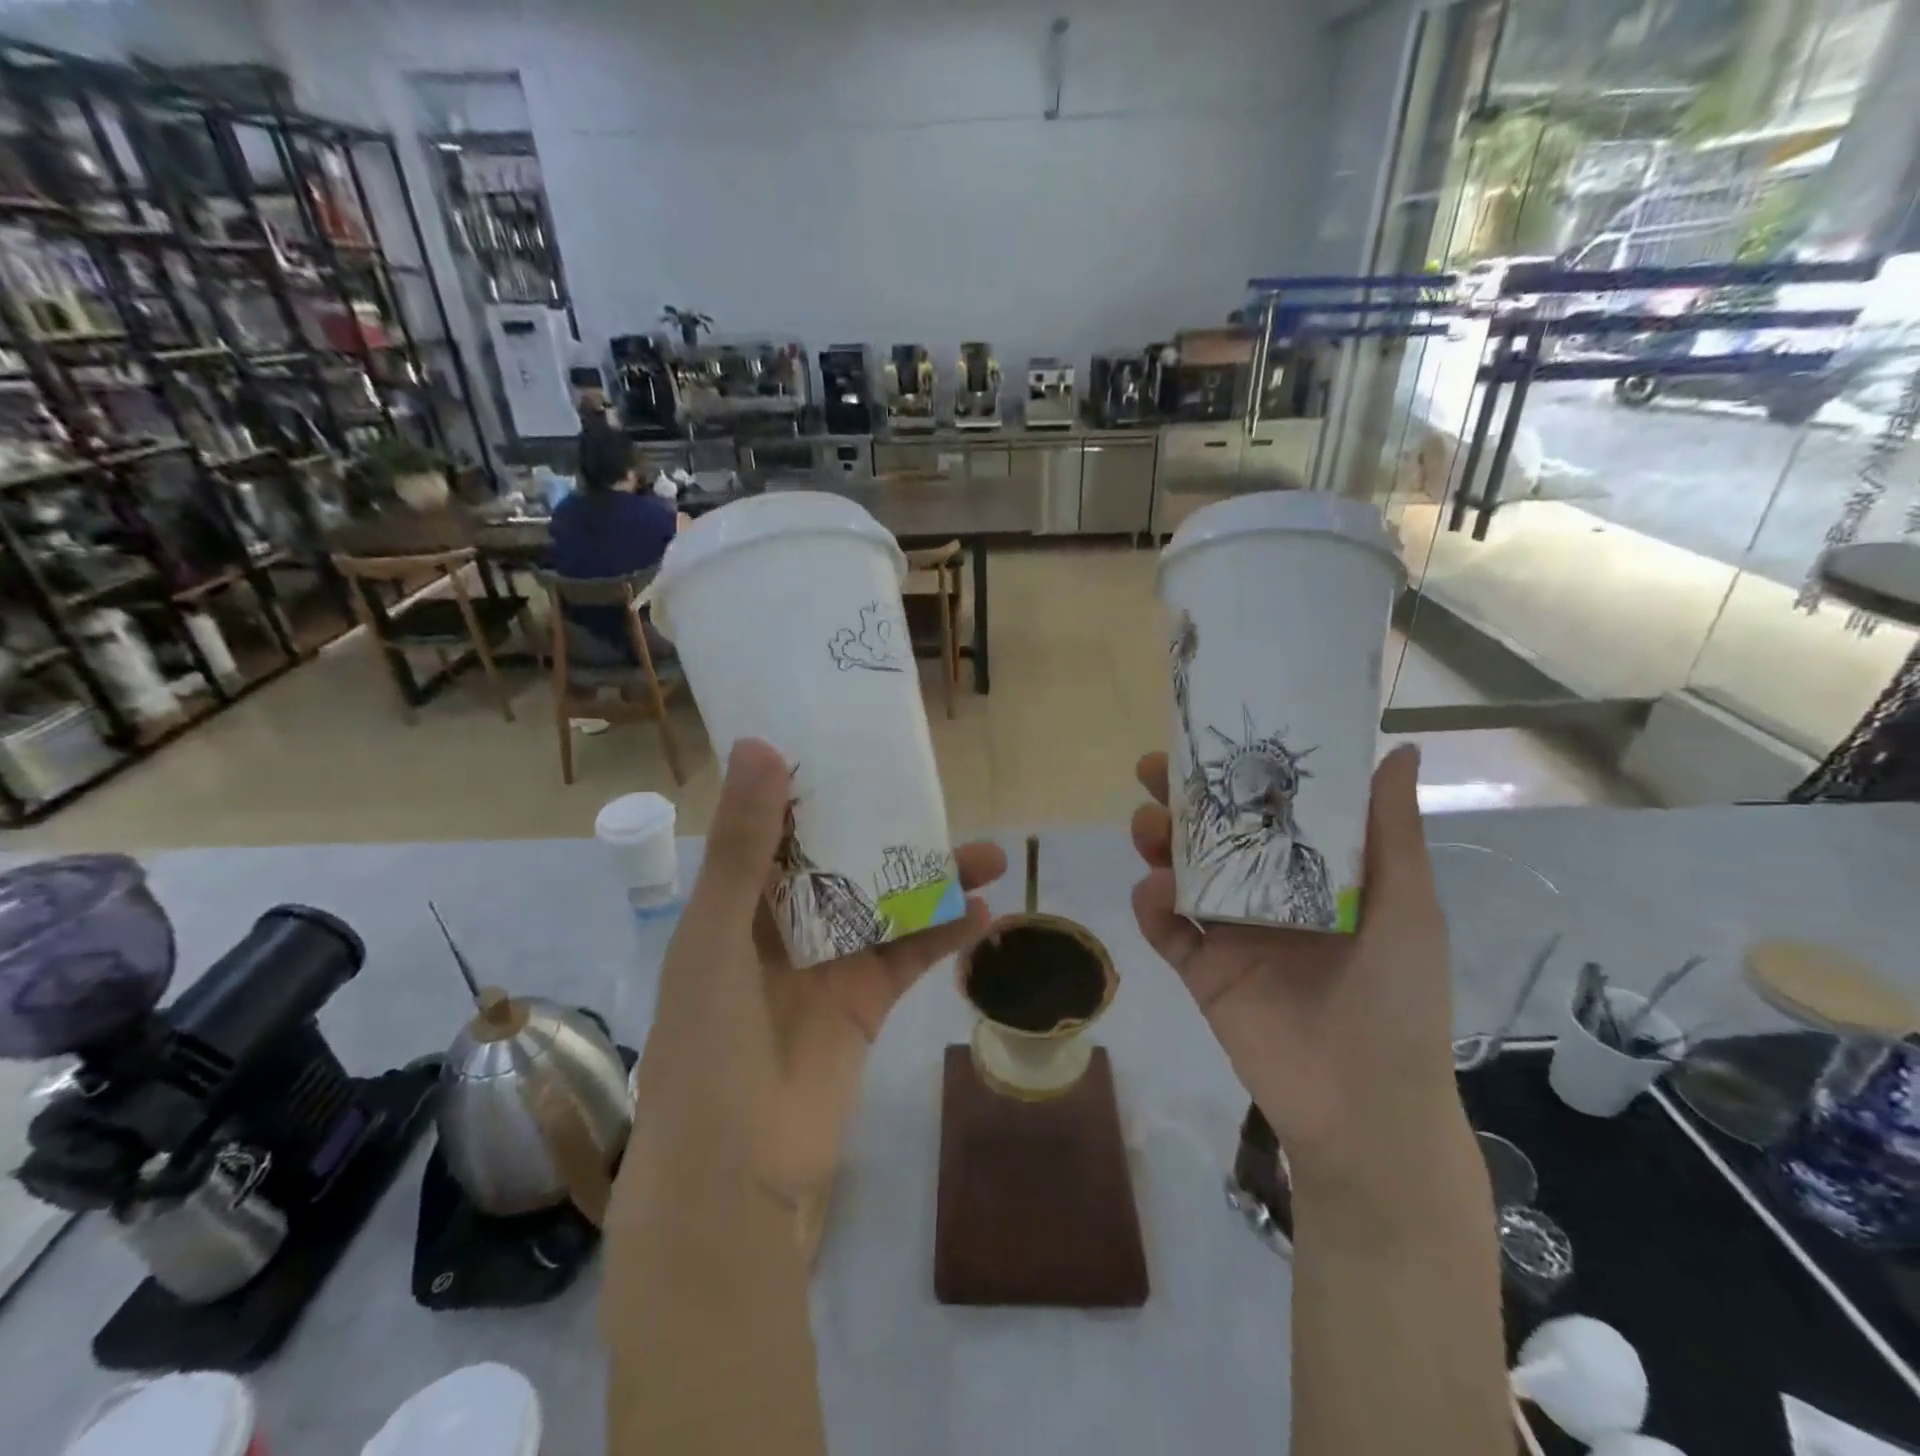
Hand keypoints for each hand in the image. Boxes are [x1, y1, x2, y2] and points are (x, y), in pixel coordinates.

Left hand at [617, 737, 1005, 1253]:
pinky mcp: (866, 1003)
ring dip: (933, 880)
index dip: (812, 788)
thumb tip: (760, 746)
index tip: (853, 747)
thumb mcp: (716, 935)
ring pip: (887, 905)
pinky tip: (984, 912)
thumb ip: (743, 845)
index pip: (778, 829)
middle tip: (934, 796)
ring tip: (988, 853)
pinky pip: (910, 956)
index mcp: (737, 903)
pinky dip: (945, 934)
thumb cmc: (707, 1044)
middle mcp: (784, 926)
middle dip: (887, 831)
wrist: (734, 1174)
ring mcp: (830, 963)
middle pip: (844, 862)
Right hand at [1130, 744, 1459, 1190]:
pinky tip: (1153, 891)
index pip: (1267, 809)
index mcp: (1314, 875)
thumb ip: (1393, 831)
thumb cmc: (1397, 996)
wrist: (1365, 1105)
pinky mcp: (1200, 971)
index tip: (1211, 738)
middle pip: (1212, 836)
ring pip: (1180, 874)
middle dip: (1181, 801)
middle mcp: (1265, 895)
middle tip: (1154, 772)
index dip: (1238, 773)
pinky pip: (1164, 930)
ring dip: (1158, 844)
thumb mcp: (1407, 906)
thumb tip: (1400, 747)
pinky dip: (1150, 905)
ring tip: (1148, 828)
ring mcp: (1228, 933)